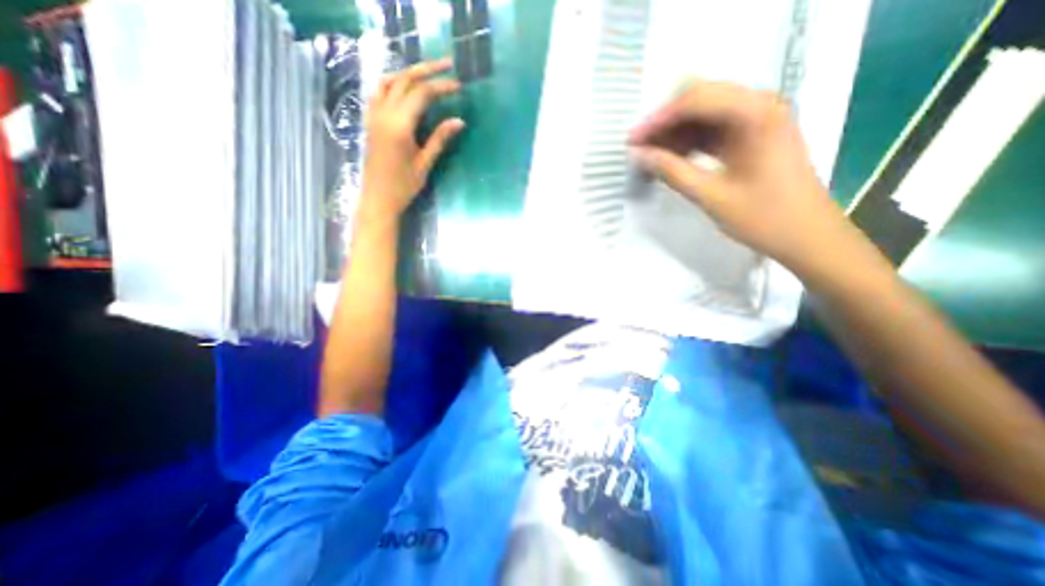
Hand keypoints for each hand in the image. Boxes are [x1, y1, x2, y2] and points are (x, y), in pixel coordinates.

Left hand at [364, 58, 466, 222]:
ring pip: (389, 81)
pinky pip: (378, 91)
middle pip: (404, 80)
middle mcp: (383, 114)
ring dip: (409, 72)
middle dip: (427, 69)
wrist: (377, 198)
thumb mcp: (425, 164)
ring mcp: (373, 115)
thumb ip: (440, 139)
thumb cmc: (403, 186)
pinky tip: (403, 87)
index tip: (459, 85)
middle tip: (447, 65)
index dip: (441, 86)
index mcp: (399, 126)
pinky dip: (393, 82)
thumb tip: (459, 121)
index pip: (422, 94)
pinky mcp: (370, 120)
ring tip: (427, 72)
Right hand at [628, 79, 855, 275]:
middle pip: (700, 98)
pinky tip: (674, 158)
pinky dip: (691, 141)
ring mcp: (759, 118)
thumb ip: (672, 172)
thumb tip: (639, 156)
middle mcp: (759, 105)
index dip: (658, 119)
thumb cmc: (763, 218)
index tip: (632, 141)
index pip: (695, 100)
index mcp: (755, 114)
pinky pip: (714, 128)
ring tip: (651, 156)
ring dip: (676, 132)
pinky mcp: (755, 134)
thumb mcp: (711, 196)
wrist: (807, 236)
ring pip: (705, 112)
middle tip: (640, 148)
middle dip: (665, 122)